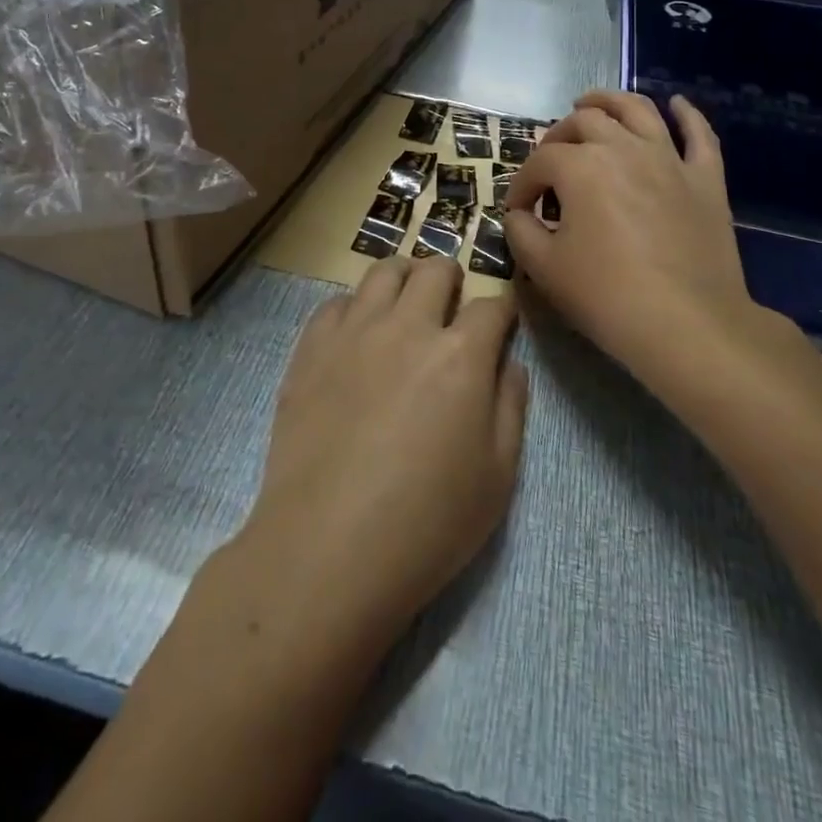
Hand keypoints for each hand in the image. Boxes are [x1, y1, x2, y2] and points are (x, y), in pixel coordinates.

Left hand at [243, 257, 528, 651]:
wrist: (327, 551)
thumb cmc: (426, 523)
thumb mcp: (498, 476)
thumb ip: (511, 406)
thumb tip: (507, 363)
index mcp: (461, 355)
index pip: (492, 306)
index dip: (503, 311)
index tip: (502, 323)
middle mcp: (408, 327)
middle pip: (435, 270)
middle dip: (453, 279)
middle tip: (451, 305)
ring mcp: (354, 332)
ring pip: (383, 272)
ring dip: (404, 278)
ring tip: (406, 301)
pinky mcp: (311, 349)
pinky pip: (336, 302)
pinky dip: (355, 307)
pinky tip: (358, 334)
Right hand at [505, 90, 821, 402]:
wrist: (689, 325)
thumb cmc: (608, 297)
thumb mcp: (544, 269)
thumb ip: (520, 232)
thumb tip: (519, 215)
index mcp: (580, 166)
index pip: (540, 162)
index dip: (521, 184)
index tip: (517, 211)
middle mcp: (623, 148)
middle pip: (584, 122)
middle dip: (558, 136)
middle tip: (549, 160)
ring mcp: (670, 159)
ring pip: (637, 110)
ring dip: (609, 100)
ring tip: (592, 102)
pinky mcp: (706, 178)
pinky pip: (700, 135)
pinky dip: (688, 114)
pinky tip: (678, 104)